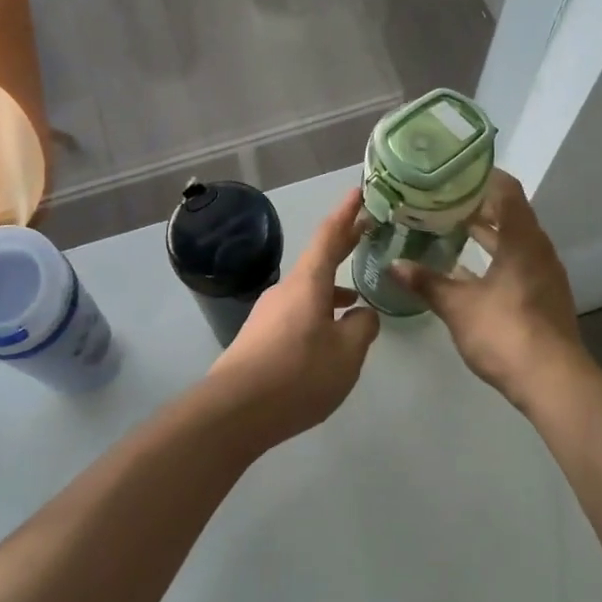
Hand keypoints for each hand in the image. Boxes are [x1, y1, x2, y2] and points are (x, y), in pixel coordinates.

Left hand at [204, 189, 380, 448]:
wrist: (235, 409)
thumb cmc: (299, 374)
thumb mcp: (347, 353)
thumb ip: (362, 327)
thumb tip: (362, 312)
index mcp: (308, 283)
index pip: (329, 236)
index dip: (347, 214)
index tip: (358, 191)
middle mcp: (285, 290)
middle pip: (317, 260)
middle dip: (342, 245)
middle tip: (365, 230)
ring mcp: (268, 313)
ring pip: (308, 292)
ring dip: (332, 289)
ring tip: (356, 300)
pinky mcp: (259, 338)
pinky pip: (296, 314)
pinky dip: (317, 313)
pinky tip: (327, 337)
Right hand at [390, 170, 588, 411]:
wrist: (553, 381)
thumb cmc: (505, 331)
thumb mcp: (457, 305)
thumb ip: (426, 282)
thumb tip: (393, 265)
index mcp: (522, 239)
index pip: (506, 189)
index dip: (480, 176)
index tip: (451, 172)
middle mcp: (537, 248)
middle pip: (510, 212)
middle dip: (476, 204)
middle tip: (440, 198)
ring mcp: (543, 273)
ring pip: (513, 239)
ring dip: (485, 231)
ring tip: (448, 226)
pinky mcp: (542, 295)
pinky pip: (516, 261)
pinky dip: (493, 256)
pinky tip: (465, 268)